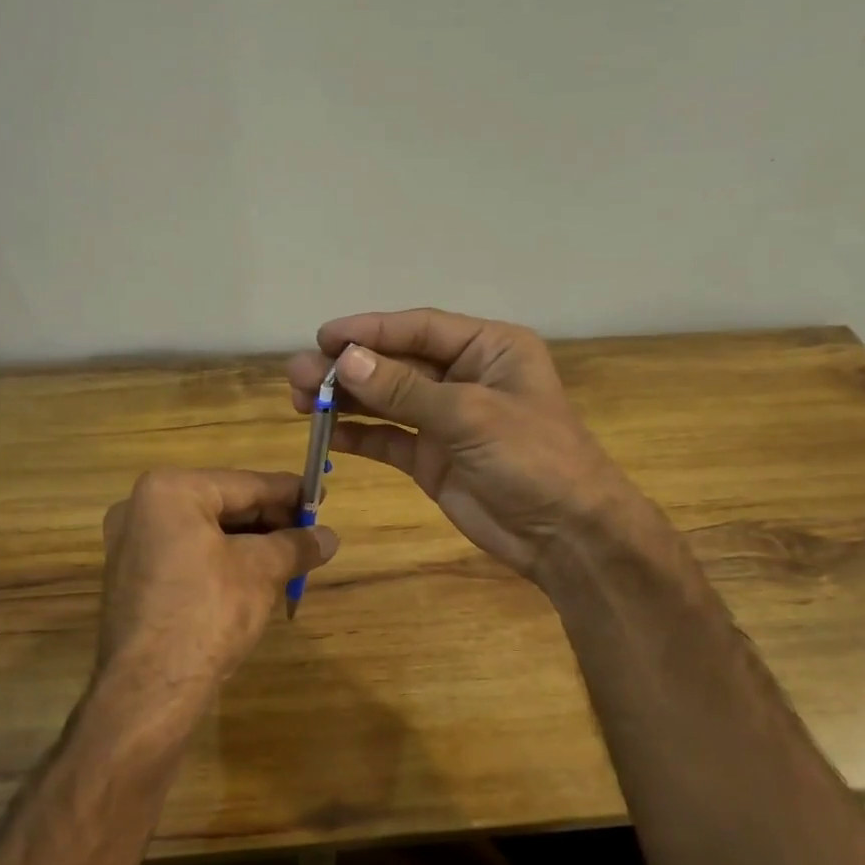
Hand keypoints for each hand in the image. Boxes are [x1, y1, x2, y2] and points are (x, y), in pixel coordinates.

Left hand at [94, 468, 337, 729]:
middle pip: (223, 505)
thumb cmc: (207, 613)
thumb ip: (296, 545)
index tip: (321, 496)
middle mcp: (140, 508)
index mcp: (169, 491)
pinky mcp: (132, 578)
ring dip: (249, 543)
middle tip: (310, 532)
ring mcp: (131, 545)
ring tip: (291, 556)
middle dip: (270, 521)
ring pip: (206, 532)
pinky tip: (255, 576)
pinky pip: (187, 555)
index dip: (288, 492)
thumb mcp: (262, 572)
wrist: (150, 689)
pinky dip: (222, 560)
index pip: (245, 484)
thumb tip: (330, 536)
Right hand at [287, 308, 650, 583]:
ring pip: (386, 401)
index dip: (370, 331)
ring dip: (346, 400)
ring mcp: (445, 419)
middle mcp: (464, 377)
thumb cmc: (533, 458)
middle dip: (348, 368)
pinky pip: (388, 439)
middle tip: (298, 374)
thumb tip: (345, 361)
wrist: (565, 534)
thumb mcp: (470, 414)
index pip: (419, 329)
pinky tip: (325, 433)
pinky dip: (359, 435)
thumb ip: (404, 390)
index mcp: (489, 349)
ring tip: (299, 399)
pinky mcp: (432, 458)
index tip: (323, 337)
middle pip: (396, 364)